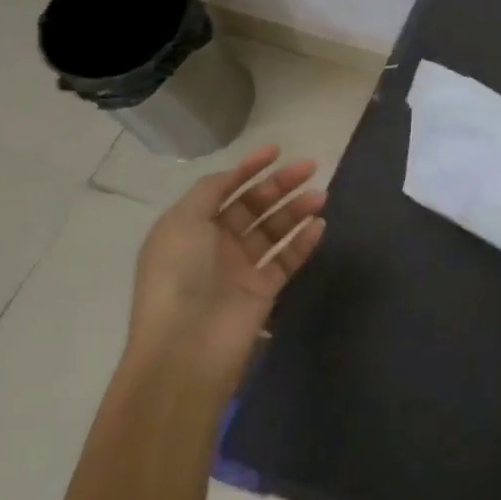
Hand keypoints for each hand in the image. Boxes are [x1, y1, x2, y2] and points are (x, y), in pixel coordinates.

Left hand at [125, 145, 326, 391]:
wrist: (187, 348)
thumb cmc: (179, 277)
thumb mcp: (182, 223)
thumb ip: (209, 191)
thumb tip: (233, 175)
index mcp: (189, 227)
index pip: (222, 189)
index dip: (248, 168)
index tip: (277, 150)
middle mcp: (214, 245)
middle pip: (252, 206)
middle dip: (279, 185)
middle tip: (310, 168)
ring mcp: (240, 269)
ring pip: (273, 230)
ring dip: (296, 210)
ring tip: (321, 195)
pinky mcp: (263, 291)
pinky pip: (287, 259)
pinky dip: (303, 242)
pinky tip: (320, 225)